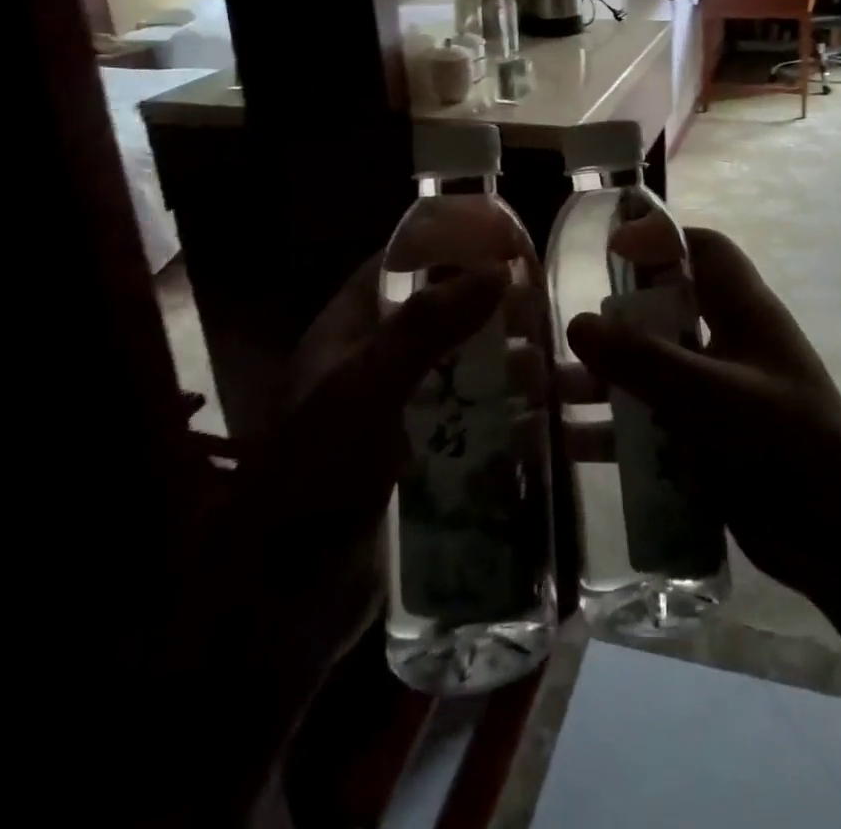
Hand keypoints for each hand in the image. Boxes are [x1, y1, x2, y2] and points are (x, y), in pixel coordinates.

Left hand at [164, 257, 506, 817]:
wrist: (283, 603)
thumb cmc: (315, 475)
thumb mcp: (364, 389)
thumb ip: (425, 326)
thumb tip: (497, 269)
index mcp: (347, 332)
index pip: (399, 263)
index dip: (447, 242)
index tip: (506, 238)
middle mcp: (373, 363)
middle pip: (439, 313)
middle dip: (488, 304)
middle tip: (547, 301)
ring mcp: (398, 412)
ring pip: (459, 366)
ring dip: (501, 359)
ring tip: (557, 357)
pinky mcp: (420, 458)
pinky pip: (467, 418)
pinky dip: (501, 409)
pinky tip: (543, 414)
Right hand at [565, 227, 840, 607]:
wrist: (840, 540)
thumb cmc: (780, 442)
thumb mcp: (705, 393)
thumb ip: (640, 358)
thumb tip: (576, 324)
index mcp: (745, 312)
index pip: (705, 251)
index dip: (661, 240)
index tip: (611, 250)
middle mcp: (733, 345)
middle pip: (670, 311)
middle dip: (620, 319)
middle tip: (571, 332)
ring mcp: (723, 395)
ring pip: (657, 370)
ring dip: (611, 378)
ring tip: (555, 390)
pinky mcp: (713, 441)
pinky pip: (658, 422)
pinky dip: (621, 429)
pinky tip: (576, 445)